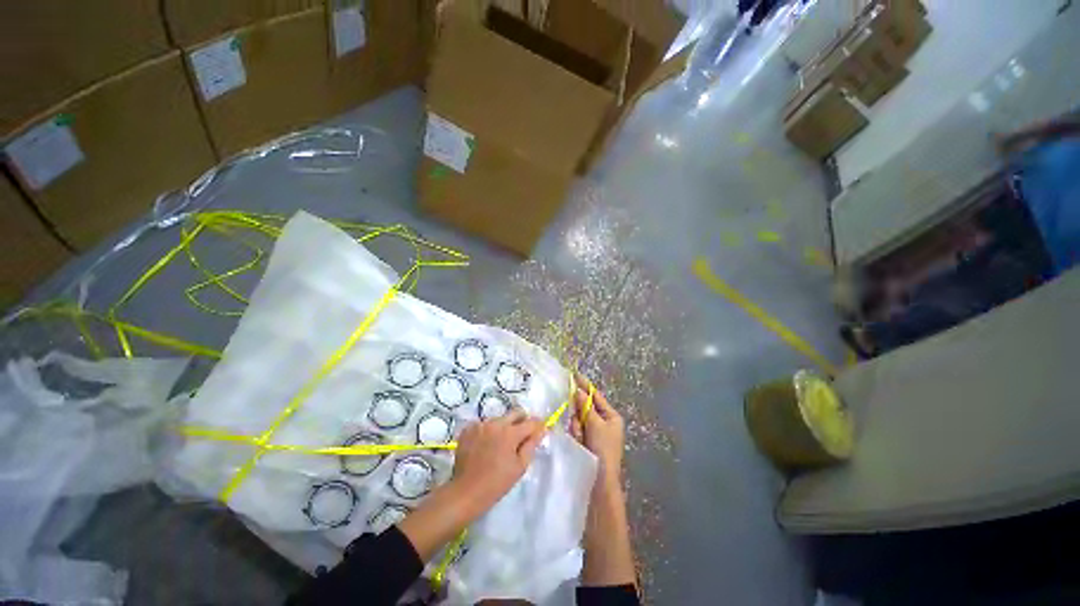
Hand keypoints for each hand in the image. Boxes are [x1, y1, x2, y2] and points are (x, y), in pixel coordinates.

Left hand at [449, 409, 546, 518]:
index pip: (531, 422)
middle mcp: (496, 423)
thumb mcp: (519, 466)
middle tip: (521, 435)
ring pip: (499, 418)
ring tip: (500, 444)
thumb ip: (531, 444)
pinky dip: (487, 431)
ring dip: (503, 426)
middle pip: (515, 413)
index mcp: (510, 432)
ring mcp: (481, 424)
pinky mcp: (468, 429)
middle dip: (522, 420)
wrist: (466, 492)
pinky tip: (485, 445)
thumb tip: (541, 430)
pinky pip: (484, 424)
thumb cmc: (497, 482)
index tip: (539, 431)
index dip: (537, 426)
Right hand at [568, 373, 636, 586]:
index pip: (595, 396)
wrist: (600, 483)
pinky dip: (575, 431)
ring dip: (576, 422)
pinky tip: (577, 438)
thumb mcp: (596, 424)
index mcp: (611, 417)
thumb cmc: (603, 449)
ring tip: (579, 432)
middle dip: (578, 409)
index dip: (585, 385)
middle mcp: (603, 423)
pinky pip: (576, 430)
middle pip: (585, 406)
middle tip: (573, 411)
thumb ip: (586, 407)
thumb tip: (578, 390)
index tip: (573, 374)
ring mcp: (593, 433)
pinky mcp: (585, 442)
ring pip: (578, 418)